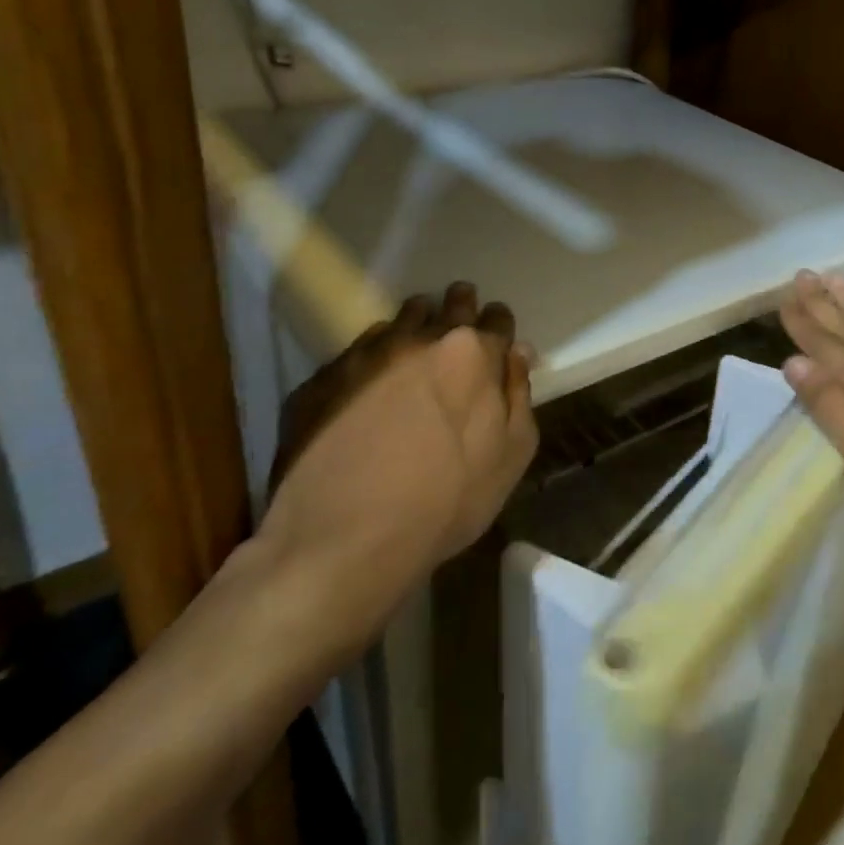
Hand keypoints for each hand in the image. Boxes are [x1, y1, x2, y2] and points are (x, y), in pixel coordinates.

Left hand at [254, 282, 537, 660]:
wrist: (346, 540)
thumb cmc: (448, 500)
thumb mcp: (512, 455)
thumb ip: (519, 394)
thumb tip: (518, 352)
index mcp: (475, 354)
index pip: (497, 318)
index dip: (499, 325)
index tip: (496, 334)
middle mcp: (422, 339)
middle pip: (449, 304)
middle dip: (459, 308)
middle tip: (458, 323)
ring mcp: (368, 354)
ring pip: (401, 319)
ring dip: (415, 326)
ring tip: (414, 350)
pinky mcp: (324, 377)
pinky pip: (358, 351)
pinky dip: (372, 358)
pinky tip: (370, 386)